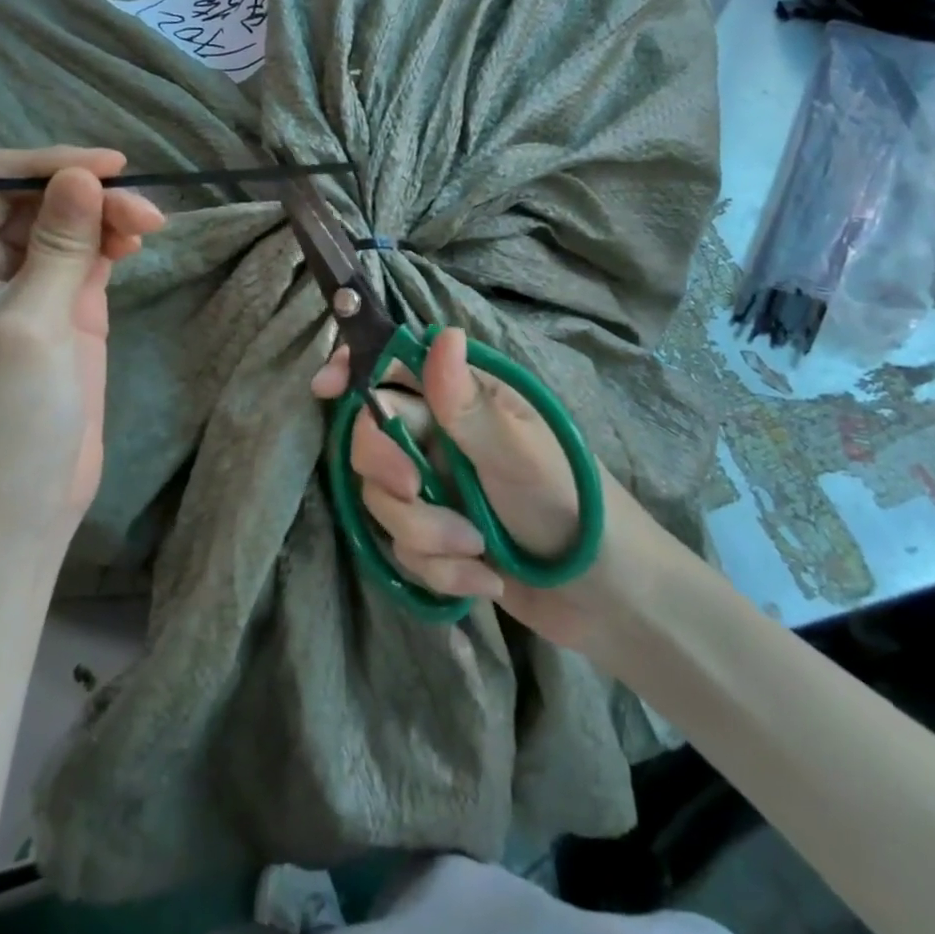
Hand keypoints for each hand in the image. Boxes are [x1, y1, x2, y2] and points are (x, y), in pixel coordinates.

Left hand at [0, 147, 164, 549]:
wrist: (22, 502)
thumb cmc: (8, 415)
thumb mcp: (32, 322)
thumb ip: (60, 245)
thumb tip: (84, 175)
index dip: (52, 167)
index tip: (113, 168)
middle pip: (37, 200)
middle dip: (90, 197)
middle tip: (146, 214)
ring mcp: (25, 286)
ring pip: (68, 224)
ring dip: (107, 217)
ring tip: (150, 227)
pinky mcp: (62, 308)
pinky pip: (86, 255)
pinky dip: (111, 242)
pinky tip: (135, 242)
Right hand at [310, 328, 625, 650]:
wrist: (610, 599)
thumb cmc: (573, 504)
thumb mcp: (520, 454)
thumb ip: (469, 404)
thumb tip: (442, 334)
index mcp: (466, 398)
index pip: (396, 365)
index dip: (355, 370)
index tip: (325, 389)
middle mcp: (442, 436)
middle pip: (373, 437)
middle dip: (388, 470)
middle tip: (414, 488)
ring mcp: (438, 488)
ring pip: (383, 500)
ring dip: (425, 533)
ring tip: (476, 551)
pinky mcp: (437, 539)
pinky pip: (403, 549)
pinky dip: (440, 570)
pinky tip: (484, 580)